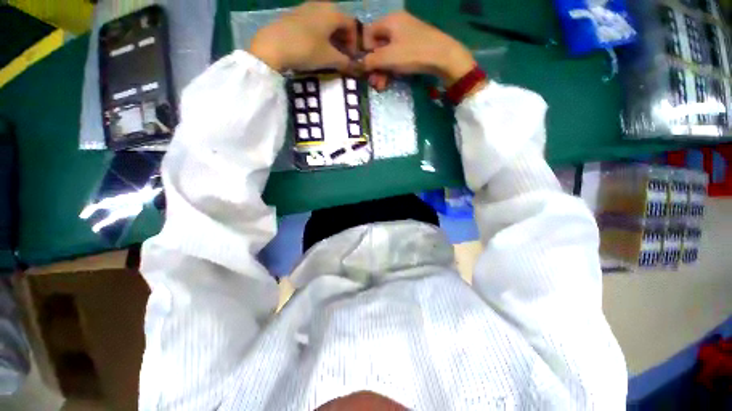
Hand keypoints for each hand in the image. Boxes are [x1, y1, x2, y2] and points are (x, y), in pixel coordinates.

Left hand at [250, 2, 356, 71]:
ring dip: (332, 38)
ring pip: (326, 22)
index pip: (352, 25)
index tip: (351, 58)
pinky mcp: (295, 15)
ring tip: (330, 54)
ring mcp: (306, 8)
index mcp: (333, 12)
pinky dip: (320, 35)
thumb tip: (356, 67)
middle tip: (342, 57)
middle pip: (339, 22)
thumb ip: (345, 62)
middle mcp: (321, 5)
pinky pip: (314, 23)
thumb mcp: (329, 58)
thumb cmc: (306, 49)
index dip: (355, 43)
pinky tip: (316, 48)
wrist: (273, 45)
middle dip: (344, 40)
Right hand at [363, 12, 476, 88]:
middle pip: (378, 47)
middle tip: (374, 83)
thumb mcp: (388, 58)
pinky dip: (393, 69)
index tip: (365, 69)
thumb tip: (358, 65)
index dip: (364, 53)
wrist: (444, 57)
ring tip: (382, 86)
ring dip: (382, 71)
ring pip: (388, 54)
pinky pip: (397, 57)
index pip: (368, 35)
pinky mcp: (414, 47)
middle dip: (374, 67)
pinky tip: (391, 80)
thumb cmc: (413, 53)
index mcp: (389, 21)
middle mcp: (397, 25)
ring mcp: (407, 36)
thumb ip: (370, 61)